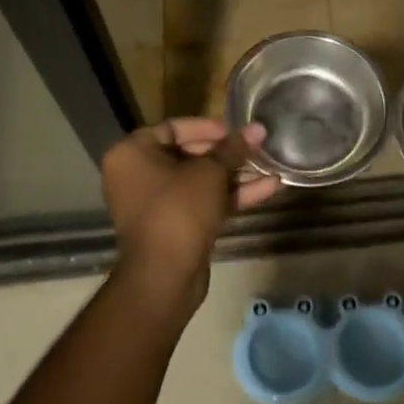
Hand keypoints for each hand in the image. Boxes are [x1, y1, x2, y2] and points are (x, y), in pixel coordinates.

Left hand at [102, 118, 279, 313]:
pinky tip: (269, 188)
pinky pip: (203, 203)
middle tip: (257, 147)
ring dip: (235, 175)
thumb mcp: (210, 173)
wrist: (165, 276)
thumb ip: (233, 149)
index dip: (208, 126)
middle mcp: (138, 176)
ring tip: (271, 165)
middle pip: (188, 154)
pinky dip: (231, 196)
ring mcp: (156, 204)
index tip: (237, 129)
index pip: (173, 128)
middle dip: (227, 153)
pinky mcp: (175, 227)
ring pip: (200, 181)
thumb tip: (258, 129)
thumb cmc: (179, 209)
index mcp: (132, 154)